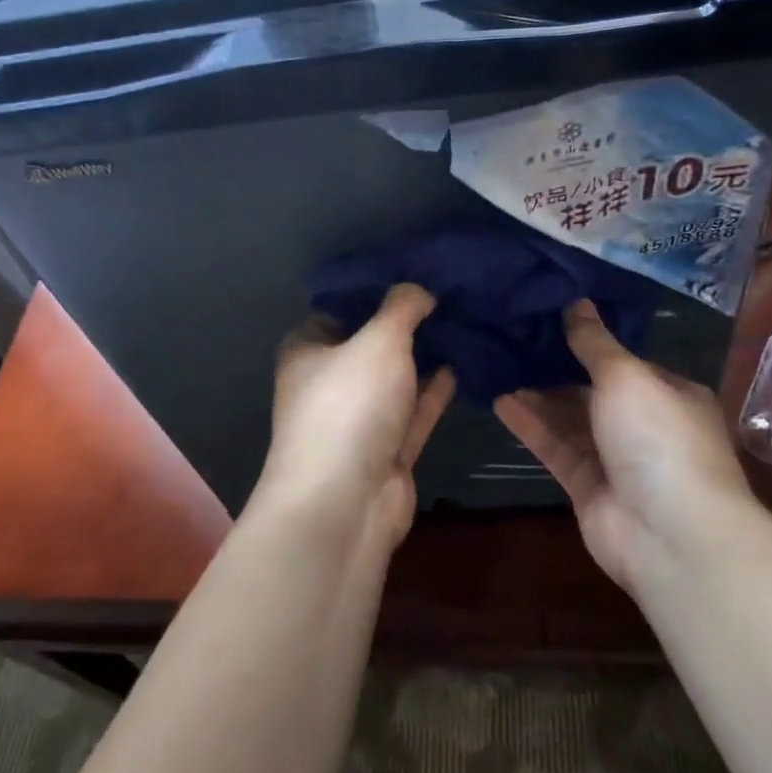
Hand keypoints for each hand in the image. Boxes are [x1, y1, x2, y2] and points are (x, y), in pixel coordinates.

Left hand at [256, 284, 455, 548]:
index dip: (376, 291)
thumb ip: (401, 307)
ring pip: (395, 380)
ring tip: (463, 323)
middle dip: (407, 324)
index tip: (416, 272)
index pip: (340, 308)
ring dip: (424, 357)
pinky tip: (462, 365)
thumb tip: (419, 288)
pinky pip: (414, 412)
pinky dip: (434, 391)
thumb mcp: (378, 339)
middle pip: (370, 344)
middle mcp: (328, 383)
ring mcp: (357, 420)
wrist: (346, 500)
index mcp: (308, 350)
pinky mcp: (386, 451)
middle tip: (450, 294)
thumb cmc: (349, 404)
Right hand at [494, 301, 759, 593]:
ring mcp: (616, 459)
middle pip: (593, 391)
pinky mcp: (587, 487)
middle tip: (512, 338)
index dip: (588, 341)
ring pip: (570, 420)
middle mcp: (645, 425)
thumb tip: (576, 302)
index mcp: (669, 394)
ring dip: (538, 395)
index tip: (548, 318)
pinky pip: (555, 448)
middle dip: (556, 368)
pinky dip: (530, 426)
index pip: (625, 362)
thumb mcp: (626, 376)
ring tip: (498, 363)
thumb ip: (595, 342)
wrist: (670, 534)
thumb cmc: (658, 438)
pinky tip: (500, 400)